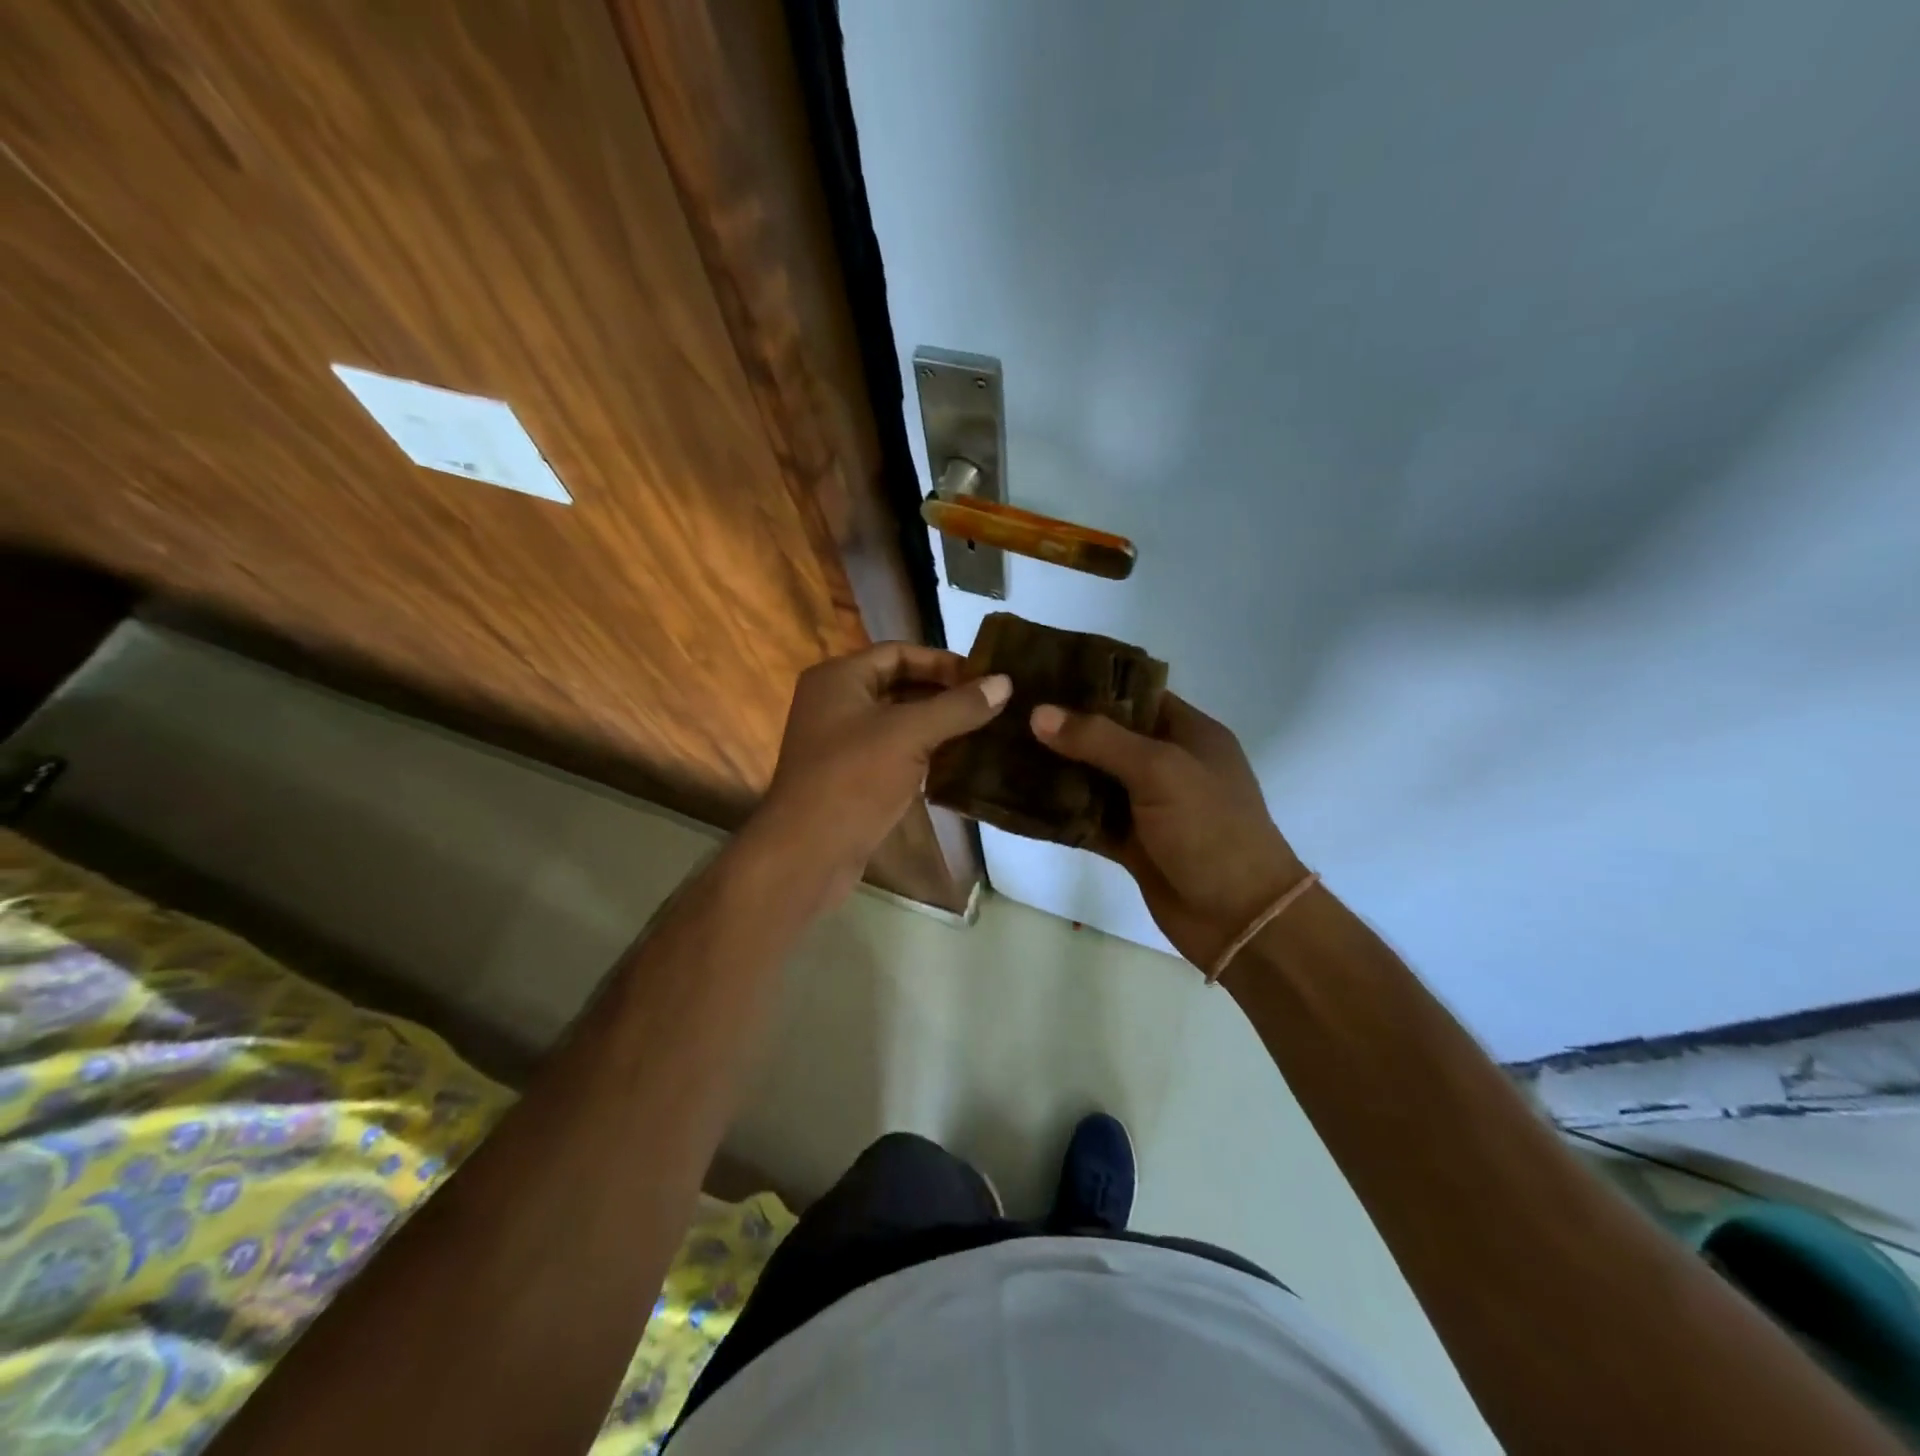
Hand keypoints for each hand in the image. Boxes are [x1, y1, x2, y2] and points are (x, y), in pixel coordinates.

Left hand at [755, 643, 1010, 901]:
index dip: (942, 661)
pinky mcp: (850, 777)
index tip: (985, 677)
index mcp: (839, 678)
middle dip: (944, 694)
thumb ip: (958, 706)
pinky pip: (893, 752)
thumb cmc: (854, 779)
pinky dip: (923, 752)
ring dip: (937, 724)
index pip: (899, 653)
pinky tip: (958, 762)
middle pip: (899, 685)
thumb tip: (1005, 681)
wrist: (807, 853)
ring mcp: (840, 742)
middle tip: (991, 704)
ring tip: (984, 730)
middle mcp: (835, 702)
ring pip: (898, 721)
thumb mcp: (910, 734)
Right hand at [1031, 694, 1306, 967]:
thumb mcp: (1160, 771)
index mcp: (1189, 734)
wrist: (1240, 918)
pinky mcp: (1132, 843)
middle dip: (1064, 728)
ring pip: (1094, 779)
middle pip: (1109, 737)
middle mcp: (1168, 765)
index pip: (1136, 695)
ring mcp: (1149, 807)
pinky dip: (1061, 813)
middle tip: (1010, 713)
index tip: (1042, 676)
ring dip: (1057, 770)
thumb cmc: (1210, 829)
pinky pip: (1089, 820)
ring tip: (1004, 750)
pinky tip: (1020, 801)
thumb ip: (1099, 740)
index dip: (1092, 684)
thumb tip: (1039, 713)